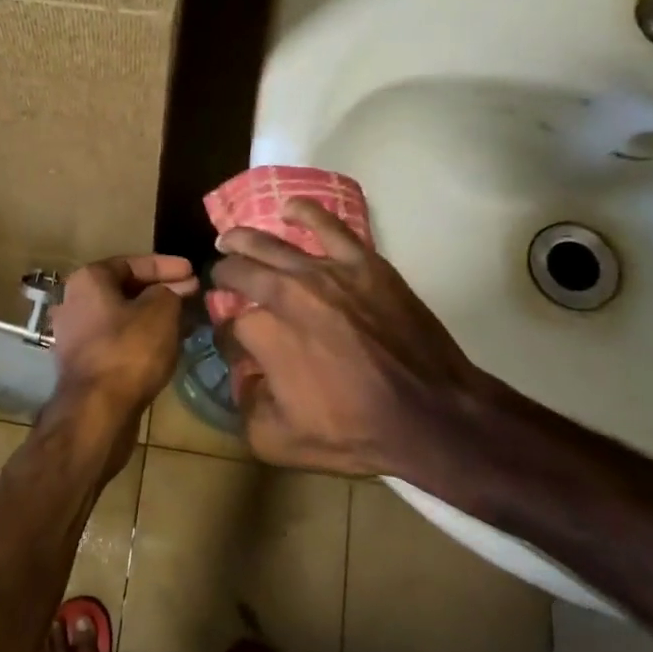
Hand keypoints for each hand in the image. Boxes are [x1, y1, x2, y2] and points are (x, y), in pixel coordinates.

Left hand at [49, 254, 199, 435]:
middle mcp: (73, 301)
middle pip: (125, 289)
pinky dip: (140, 338)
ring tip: (184, 319)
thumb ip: (171, 292)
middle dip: (160, 291)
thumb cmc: (129, 350)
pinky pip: (116, 340)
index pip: (133, 262)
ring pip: (121, 317)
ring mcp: (74, 335)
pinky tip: (165, 345)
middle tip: (192, 295)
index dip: (167, 266)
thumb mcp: (161, 311)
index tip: (194, 271)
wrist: (97, 411)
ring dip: (152, 316)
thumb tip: (175, 290)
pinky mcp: (82, 364)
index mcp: (88, 279)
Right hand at [212, 199, 500, 489]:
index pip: (229, 324)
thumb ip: (245, 409)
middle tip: (220, 279)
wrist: (432, 415)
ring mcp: (325, 273)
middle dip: (223, 275)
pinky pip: (327, 225)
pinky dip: (304, 213)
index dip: (227, 335)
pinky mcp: (363, 263)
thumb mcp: (279, 441)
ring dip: (243, 240)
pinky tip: (290, 209)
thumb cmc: (356, 432)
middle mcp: (286, 294)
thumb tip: (241, 381)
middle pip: (239, 271)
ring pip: (271, 243)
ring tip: (230, 238)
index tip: (235, 344)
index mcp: (263, 334)